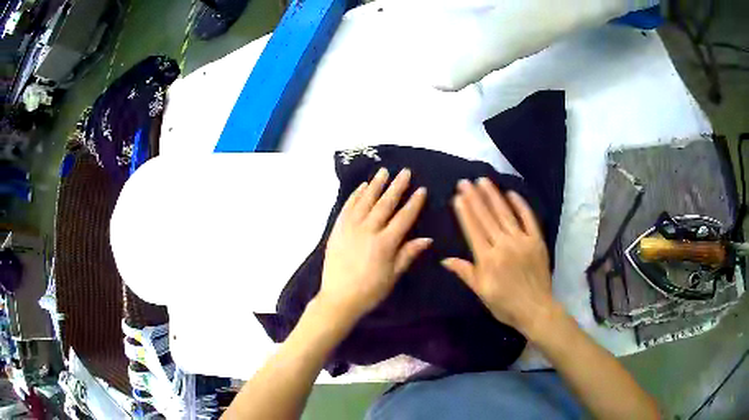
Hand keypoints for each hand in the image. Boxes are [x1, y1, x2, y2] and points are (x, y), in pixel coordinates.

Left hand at [317, 168, 430, 323]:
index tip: (421, 189)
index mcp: (385, 243)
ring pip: (365, 201)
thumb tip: (427, 239)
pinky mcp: (337, 230)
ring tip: (383, 171)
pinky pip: (347, 208)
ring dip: (376, 185)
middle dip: (397, 186)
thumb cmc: (370, 290)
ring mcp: (350, 228)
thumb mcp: (393, 275)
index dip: (414, 203)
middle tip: (405, 172)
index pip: (403, 218)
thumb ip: (408, 254)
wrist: (339, 298)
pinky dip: (355, 196)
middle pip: (385, 204)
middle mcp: (368, 230)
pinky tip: (362, 187)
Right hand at [442, 178, 557, 336]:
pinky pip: (528, 219)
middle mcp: (503, 245)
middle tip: (465, 181)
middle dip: (474, 198)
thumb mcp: (481, 292)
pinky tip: (511, 193)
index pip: (473, 230)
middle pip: (486, 217)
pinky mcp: (536, 240)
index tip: (457, 196)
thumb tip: (445, 259)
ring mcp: (522, 241)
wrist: (536, 310)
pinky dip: (520, 205)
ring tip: (483, 181)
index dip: (464, 212)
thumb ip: (466, 273)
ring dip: (493, 196)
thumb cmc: (505, 305)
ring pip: (505, 214)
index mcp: (487, 259)